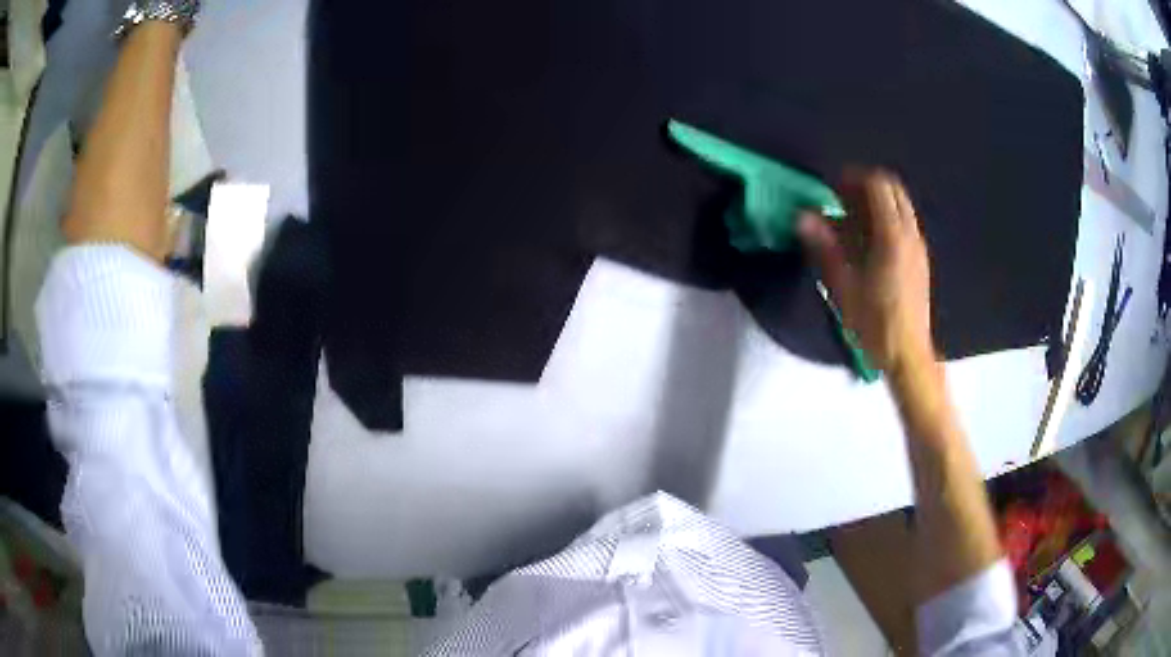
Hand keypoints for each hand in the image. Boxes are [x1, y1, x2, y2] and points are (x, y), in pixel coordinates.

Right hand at [797, 168, 933, 375]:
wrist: (908, 355)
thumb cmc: (875, 324)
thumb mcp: (844, 287)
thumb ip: (825, 247)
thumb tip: (802, 218)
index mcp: (892, 236)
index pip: (878, 186)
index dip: (854, 178)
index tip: (833, 186)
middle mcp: (910, 234)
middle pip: (892, 190)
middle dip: (866, 187)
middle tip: (841, 199)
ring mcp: (918, 247)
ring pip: (900, 207)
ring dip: (876, 204)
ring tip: (850, 221)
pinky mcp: (920, 261)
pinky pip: (904, 224)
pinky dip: (885, 220)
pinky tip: (867, 244)